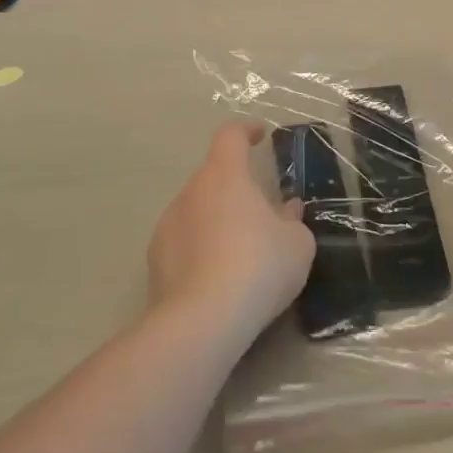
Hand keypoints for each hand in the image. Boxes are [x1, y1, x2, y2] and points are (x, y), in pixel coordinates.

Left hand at [148, 122, 314, 345]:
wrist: (202, 321)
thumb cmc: (258, 267)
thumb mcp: (297, 244)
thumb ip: (292, 220)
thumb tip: (287, 209)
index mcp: (225, 175)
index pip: (231, 136)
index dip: (246, 131)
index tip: (259, 135)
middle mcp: (191, 191)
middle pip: (213, 176)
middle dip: (235, 188)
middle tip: (260, 213)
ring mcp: (168, 224)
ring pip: (197, 210)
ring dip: (216, 219)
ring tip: (238, 251)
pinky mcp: (155, 259)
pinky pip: (183, 241)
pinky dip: (199, 248)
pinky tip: (216, 276)